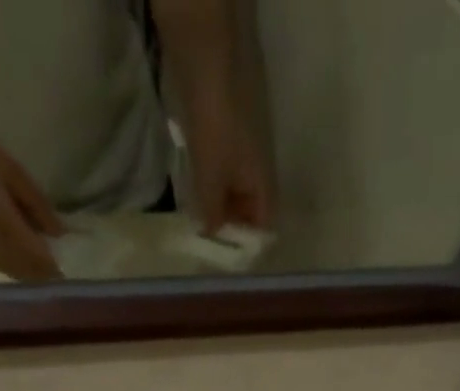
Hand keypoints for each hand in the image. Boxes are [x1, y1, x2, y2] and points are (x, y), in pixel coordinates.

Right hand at [0, 131, 64, 281]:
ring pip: (16, 273)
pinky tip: (26, 262)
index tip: (69, 271)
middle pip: (27, 271)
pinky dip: (19, 269)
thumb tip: (59, 233)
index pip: (36, 255)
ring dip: (32, 274)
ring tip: (46, 267)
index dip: (54, 267)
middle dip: (45, 274)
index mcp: (3, 218)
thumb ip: (37, 203)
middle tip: (62, 272)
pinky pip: (3, 267)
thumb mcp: (13, 171)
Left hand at [181, 78, 272, 231]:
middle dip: (230, 227)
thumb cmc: (216, 126)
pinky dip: (210, 187)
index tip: (228, 257)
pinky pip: (220, 174)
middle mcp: (257, 173)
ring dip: (217, 207)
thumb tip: (209, 234)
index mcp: (263, 184)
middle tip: (207, 242)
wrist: (206, 65)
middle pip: (249, 212)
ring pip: (233, 193)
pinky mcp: (224, 139)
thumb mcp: (211, 177)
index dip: (248, 244)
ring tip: (198, 222)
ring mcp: (241, 156)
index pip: (264, 227)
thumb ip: (211, 211)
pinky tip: (194, 194)